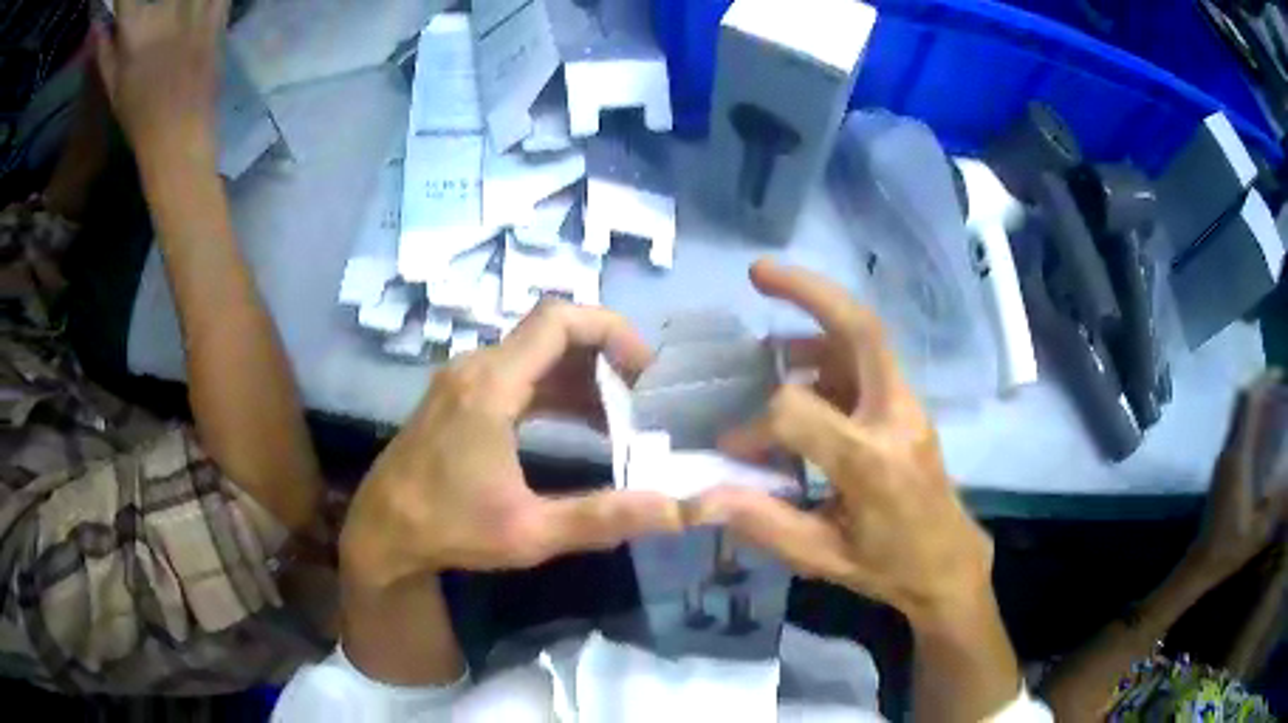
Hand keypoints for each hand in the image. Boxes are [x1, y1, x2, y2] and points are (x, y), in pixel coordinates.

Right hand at [95, 0, 228, 167]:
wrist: (177, 132)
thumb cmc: (137, 115)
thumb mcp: (112, 86)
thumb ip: (104, 51)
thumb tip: (97, 29)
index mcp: (133, 29)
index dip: (121, 1)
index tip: (122, 7)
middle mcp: (163, 10)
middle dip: (149, 1)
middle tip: (147, 20)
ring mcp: (193, 10)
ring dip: (176, 3)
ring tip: (170, 19)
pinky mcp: (217, 17)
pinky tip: (197, 9)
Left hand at [340, 301, 684, 591]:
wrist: (381, 532)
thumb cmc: (449, 530)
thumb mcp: (531, 532)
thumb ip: (606, 517)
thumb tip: (678, 511)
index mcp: (491, 386)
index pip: (558, 319)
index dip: (610, 329)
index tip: (645, 370)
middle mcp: (476, 367)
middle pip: (551, 331)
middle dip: (604, 356)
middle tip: (643, 397)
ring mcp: (464, 379)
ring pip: (535, 353)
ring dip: (582, 375)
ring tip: (623, 415)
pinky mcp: (459, 396)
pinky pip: (518, 374)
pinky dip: (556, 388)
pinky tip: (583, 424)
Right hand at [691, 260, 995, 629]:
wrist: (948, 562)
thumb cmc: (889, 566)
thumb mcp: (823, 557)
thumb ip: (764, 523)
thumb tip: (704, 496)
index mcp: (872, 462)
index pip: (800, 412)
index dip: (756, 425)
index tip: (734, 447)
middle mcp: (895, 418)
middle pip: (861, 329)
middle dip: (809, 290)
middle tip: (759, 272)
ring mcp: (907, 405)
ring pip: (865, 336)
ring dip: (816, 323)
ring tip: (770, 342)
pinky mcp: (907, 404)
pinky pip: (867, 360)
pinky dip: (829, 352)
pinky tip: (801, 374)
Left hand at [1186, 372, 1287, 584]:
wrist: (1199, 566)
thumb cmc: (1227, 550)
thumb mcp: (1256, 531)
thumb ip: (1270, 505)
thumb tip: (1279, 481)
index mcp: (1237, 457)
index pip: (1249, 403)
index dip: (1264, 381)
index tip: (1278, 376)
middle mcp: (1228, 449)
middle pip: (1242, 400)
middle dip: (1261, 385)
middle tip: (1277, 387)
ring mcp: (1222, 458)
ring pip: (1238, 412)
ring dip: (1255, 401)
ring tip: (1272, 402)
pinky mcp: (1221, 468)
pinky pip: (1237, 428)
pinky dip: (1250, 417)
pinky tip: (1262, 429)